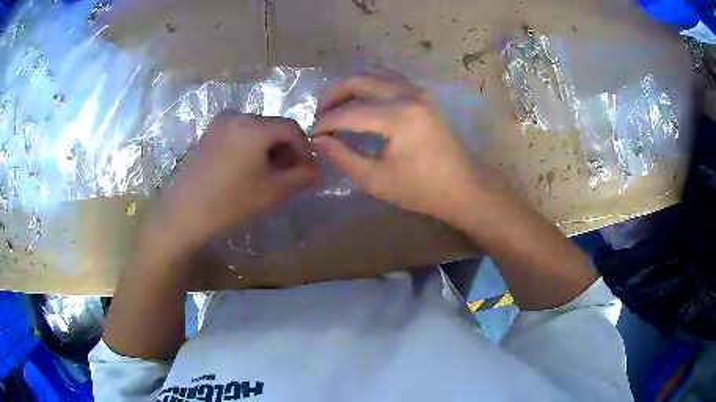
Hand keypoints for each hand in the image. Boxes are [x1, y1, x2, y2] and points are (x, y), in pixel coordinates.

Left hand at [149, 111, 317, 250]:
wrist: (183, 214)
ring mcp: (219, 123)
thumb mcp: (273, 192)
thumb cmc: (230, 202)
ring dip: (268, 149)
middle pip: (273, 127)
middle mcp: (237, 115)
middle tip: (290, 175)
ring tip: (268, 175)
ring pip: (255, 131)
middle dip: (286, 150)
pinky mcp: (207, 134)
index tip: (307, 171)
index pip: (292, 128)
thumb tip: (316, 172)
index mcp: (255, 125)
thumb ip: (301, 177)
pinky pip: (238, 134)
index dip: (305, 149)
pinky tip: (246, 170)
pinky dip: (250, 148)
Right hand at [312, 73, 500, 222]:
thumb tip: (318, 141)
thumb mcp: (376, 180)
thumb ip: (342, 157)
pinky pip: (389, 78)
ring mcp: (418, 91)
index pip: (349, 112)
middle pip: (359, 81)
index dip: (325, 123)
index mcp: (398, 117)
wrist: (461, 187)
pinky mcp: (423, 95)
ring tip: (337, 107)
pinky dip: (370, 84)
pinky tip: (361, 100)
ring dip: (351, 87)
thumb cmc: (420, 189)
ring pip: (374, 74)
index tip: (312, 136)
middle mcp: (407, 95)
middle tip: (320, 116)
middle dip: (333, 96)